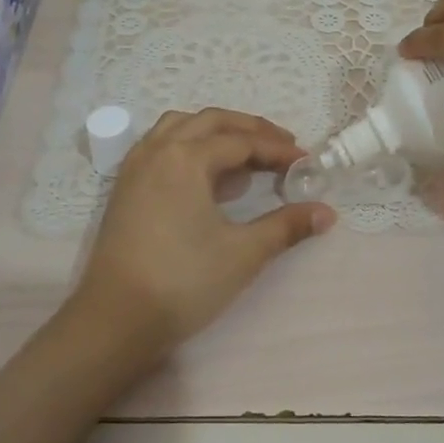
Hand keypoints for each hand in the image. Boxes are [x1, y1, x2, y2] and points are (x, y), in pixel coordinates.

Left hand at [72, 108, 335, 354]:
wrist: (116, 320)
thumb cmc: (183, 282)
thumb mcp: (243, 253)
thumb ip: (286, 226)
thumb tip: (327, 212)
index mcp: (186, 158)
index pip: (241, 141)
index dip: (277, 149)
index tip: (306, 161)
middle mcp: (158, 150)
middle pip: (210, 122)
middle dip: (249, 130)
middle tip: (281, 147)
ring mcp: (136, 167)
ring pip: (179, 127)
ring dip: (214, 131)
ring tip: (241, 154)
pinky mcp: (124, 187)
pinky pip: (159, 145)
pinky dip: (187, 144)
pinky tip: (201, 172)